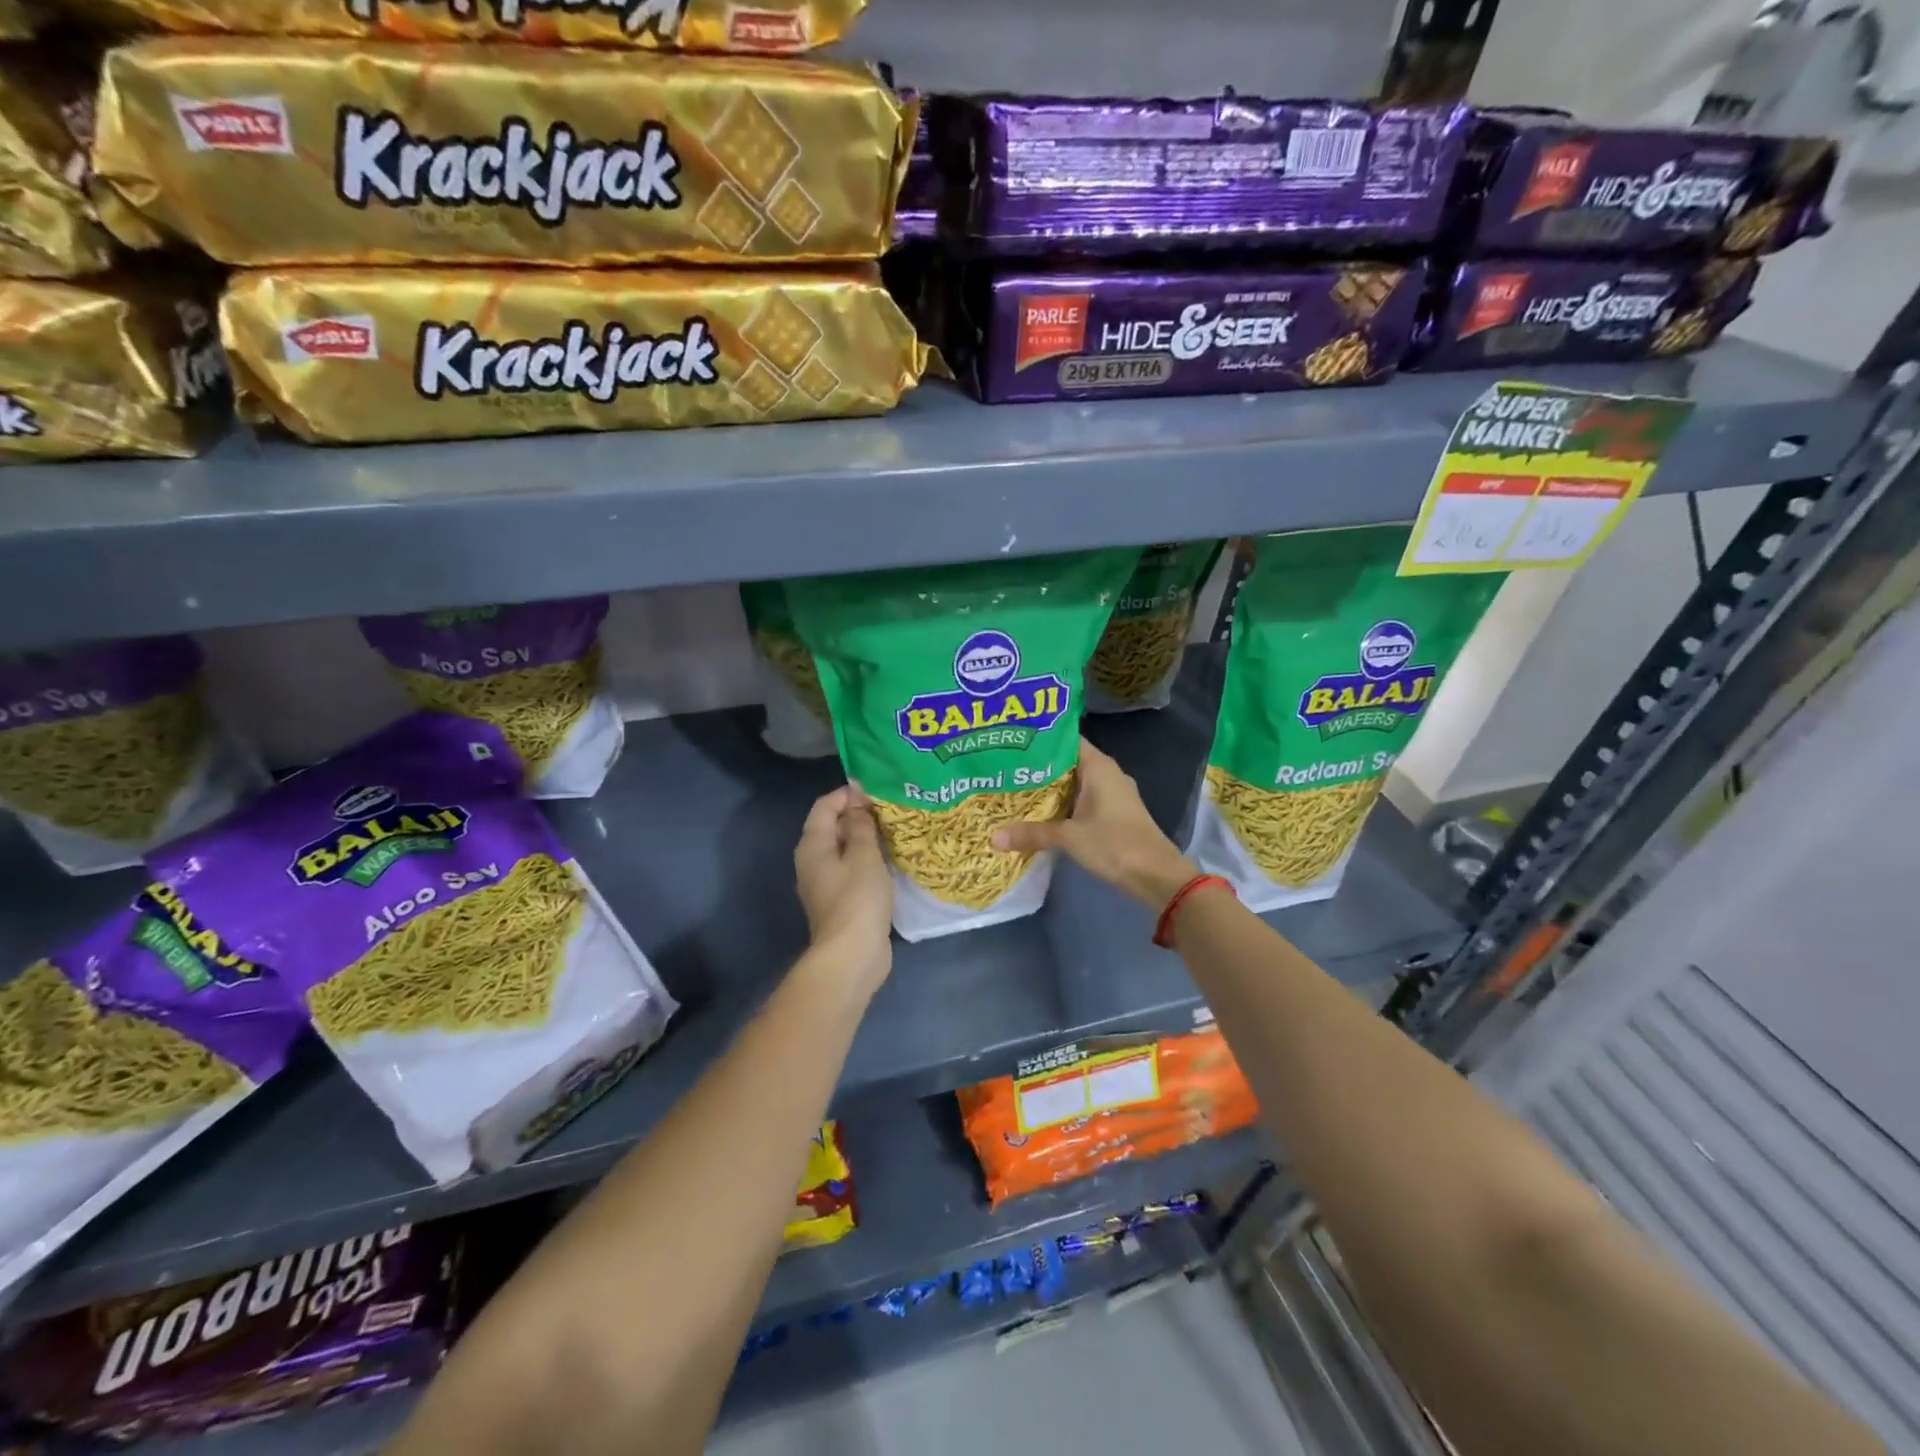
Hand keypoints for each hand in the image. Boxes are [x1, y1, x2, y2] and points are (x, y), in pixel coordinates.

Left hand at [793, 783, 893, 994]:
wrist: (852, 955)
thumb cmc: (857, 899)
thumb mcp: (864, 854)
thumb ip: (861, 823)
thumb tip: (857, 796)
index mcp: (812, 845)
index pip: (825, 806)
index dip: (849, 794)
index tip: (879, 791)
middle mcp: (812, 861)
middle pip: (833, 826)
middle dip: (860, 815)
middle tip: (892, 809)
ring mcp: (825, 883)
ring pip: (844, 849)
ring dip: (866, 839)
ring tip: (896, 831)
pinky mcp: (840, 901)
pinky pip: (852, 870)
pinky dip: (868, 861)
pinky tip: (891, 860)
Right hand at [991, 738, 1197, 909]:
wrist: (1157, 876)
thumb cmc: (1115, 844)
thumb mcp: (1069, 838)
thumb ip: (1032, 833)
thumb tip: (993, 837)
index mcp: (1099, 766)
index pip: (1066, 740)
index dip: (1041, 740)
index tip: (1012, 742)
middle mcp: (1107, 773)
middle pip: (1068, 762)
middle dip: (1039, 766)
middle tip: (1005, 768)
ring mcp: (1113, 794)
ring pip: (1076, 783)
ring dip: (1051, 788)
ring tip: (1015, 788)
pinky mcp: (1115, 813)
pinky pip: (1084, 799)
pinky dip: (1064, 803)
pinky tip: (1042, 812)